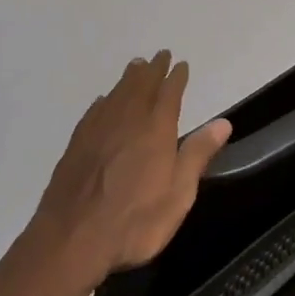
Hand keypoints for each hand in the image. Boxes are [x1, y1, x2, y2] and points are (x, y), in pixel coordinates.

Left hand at [29, 51, 231, 295]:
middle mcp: (127, 121)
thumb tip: (223, 122)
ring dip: (129, 79)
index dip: (176, 78)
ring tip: (136, 67)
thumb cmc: (135, 222)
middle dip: (153, 70)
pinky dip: (105, 100)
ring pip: (117, 94)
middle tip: (159, 56)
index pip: (169, 94)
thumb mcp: (178, 194)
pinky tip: (104, 101)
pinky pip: (95, 111)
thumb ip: (198, 155)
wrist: (71, 240)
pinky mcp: (76, 145)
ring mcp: (98, 131)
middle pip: (141, 86)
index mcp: (155, 130)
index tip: (181, 65)